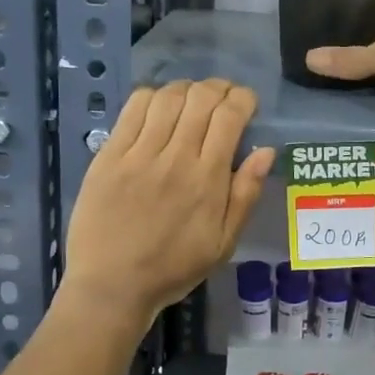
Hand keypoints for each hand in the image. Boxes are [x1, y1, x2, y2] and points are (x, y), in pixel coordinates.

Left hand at [63, 80, 274, 324]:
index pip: (229, 116)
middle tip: (222, 98)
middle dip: (218, 88)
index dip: (242, 99)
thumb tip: (266, 151)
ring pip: (168, 97)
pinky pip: (133, 108)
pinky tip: (158, 107)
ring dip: (186, 89)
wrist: (111, 285)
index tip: (247, 103)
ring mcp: (138, 153)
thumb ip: (246, 195)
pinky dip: (152, 96)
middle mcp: (175, 157)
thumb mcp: (223, 243)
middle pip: (200, 98)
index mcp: (207, 179)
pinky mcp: (109, 154)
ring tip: (191, 100)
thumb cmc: (173, 268)